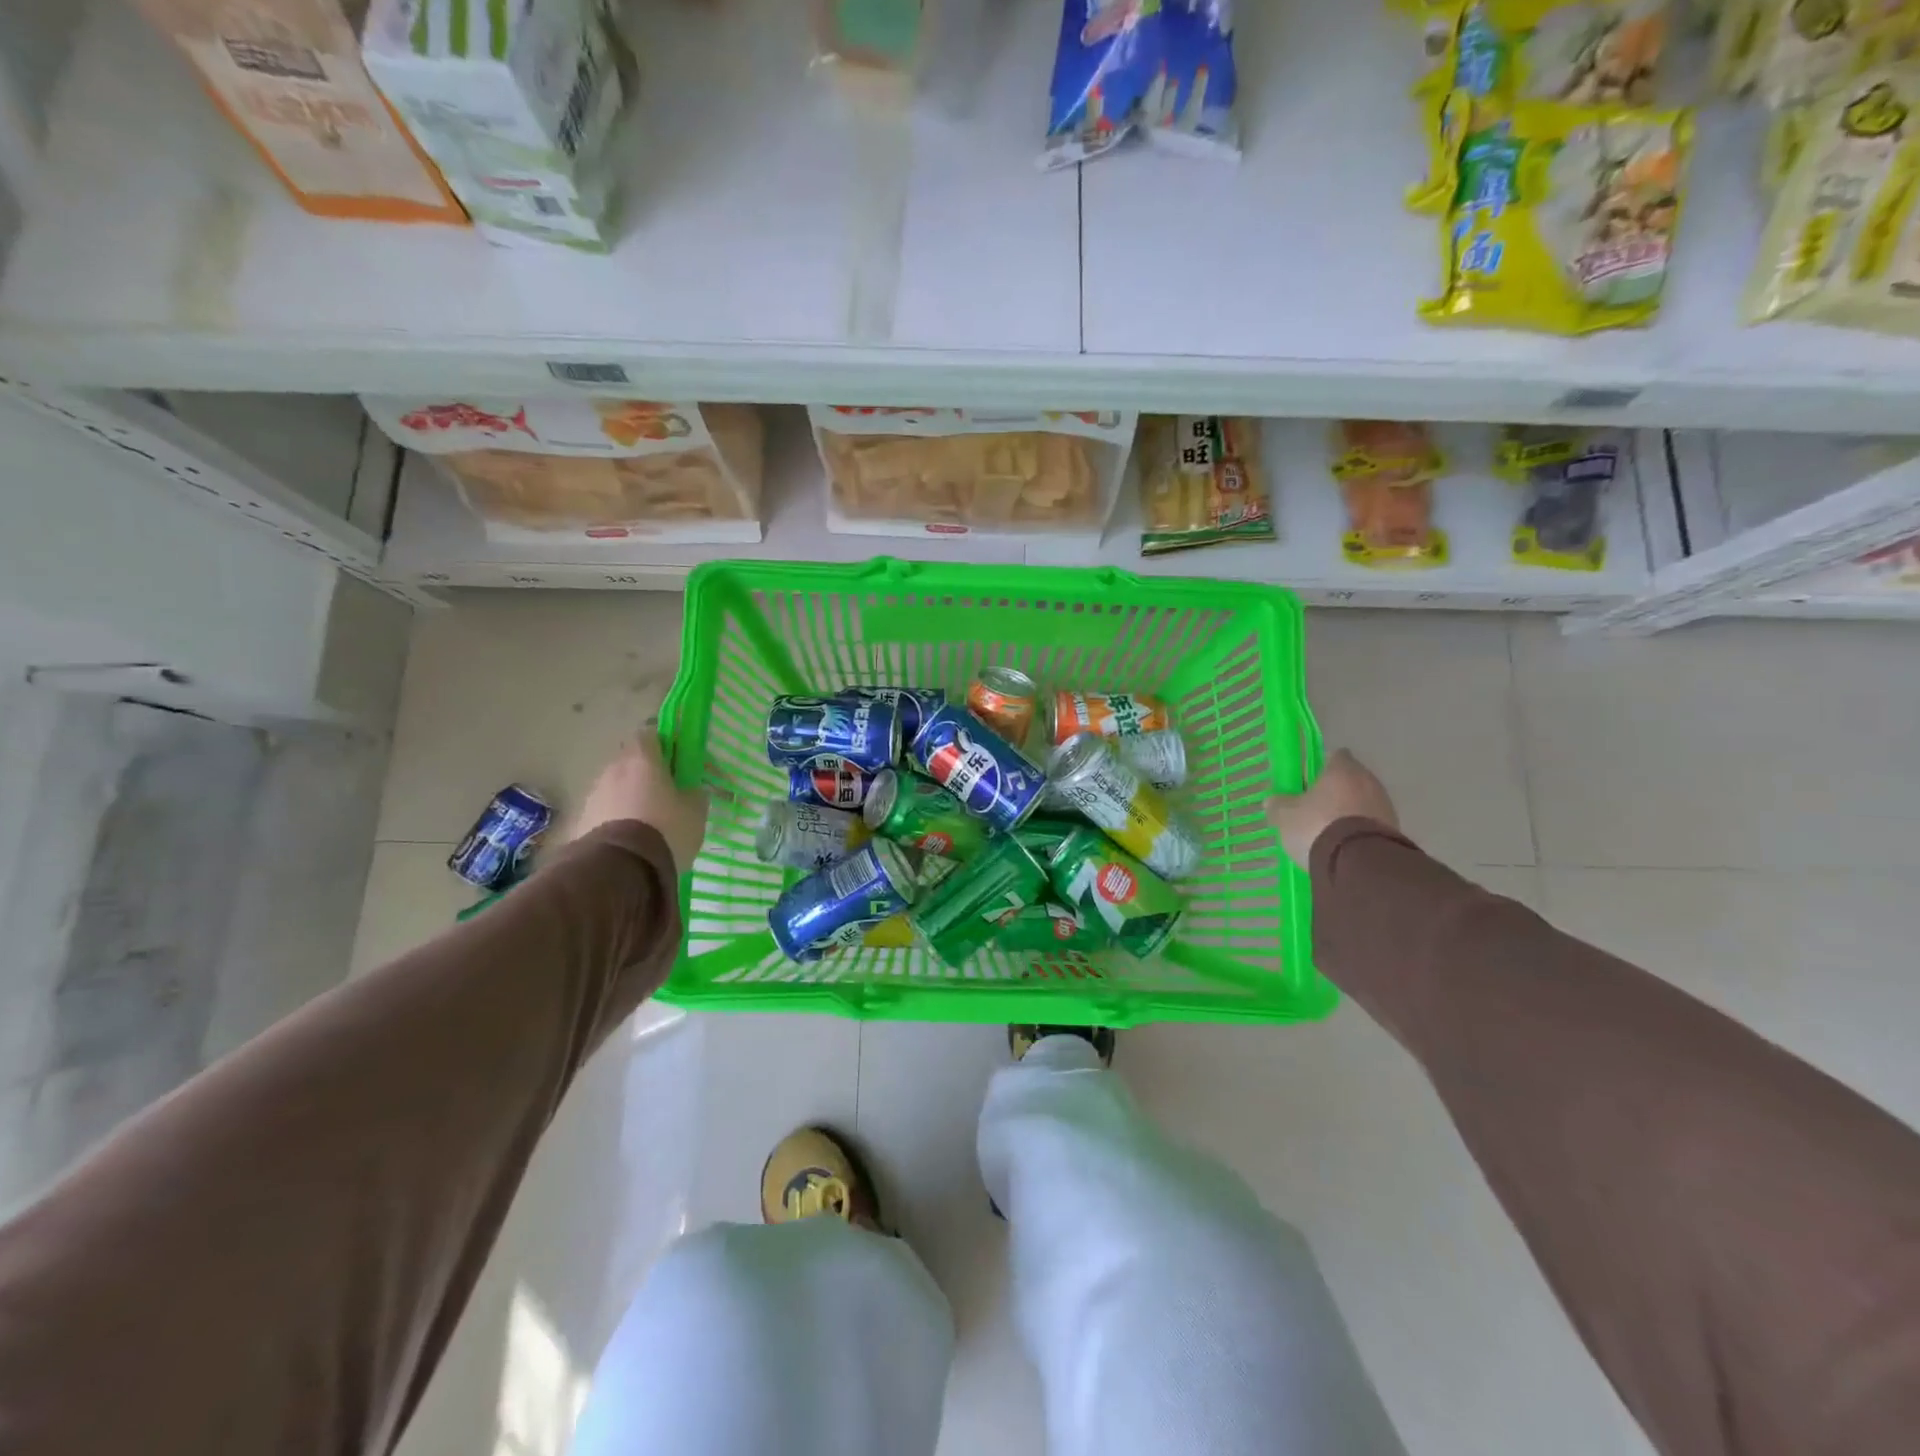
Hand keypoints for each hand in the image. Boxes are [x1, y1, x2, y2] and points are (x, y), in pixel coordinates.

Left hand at [569, 735, 708, 874]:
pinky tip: (630, 839)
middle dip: (645, 772)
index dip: (664, 745)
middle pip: (630, 760)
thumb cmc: (666, 829)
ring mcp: (593, 794)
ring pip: (615, 786)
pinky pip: (604, 810)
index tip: (677, 761)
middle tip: (665, 793)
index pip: (649, 734)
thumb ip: (694, 793)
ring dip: (629, 796)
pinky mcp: (581, 820)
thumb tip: (690, 789)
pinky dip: (616, 818)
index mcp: (643, 759)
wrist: (620, 869)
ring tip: (647, 822)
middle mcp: (613, 769)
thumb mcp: (696, 811)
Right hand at [1265, 749, 1397, 868]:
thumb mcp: (1286, 817)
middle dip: (1335, 791)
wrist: (1359, 864)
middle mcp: (1368, 781)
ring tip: (1329, 831)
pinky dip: (1359, 830)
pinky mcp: (1394, 831)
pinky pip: (1371, 824)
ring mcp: (1385, 806)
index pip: (1335, 756)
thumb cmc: (1318, 827)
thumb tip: (1273, 800)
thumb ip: (1278, 805)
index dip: (1321, 766)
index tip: (1308, 780)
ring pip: (1363, 802)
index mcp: (1342, 770)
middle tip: (1315, 807)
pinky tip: (1345, 846)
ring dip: (1349, 812)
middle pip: (1351, 779)